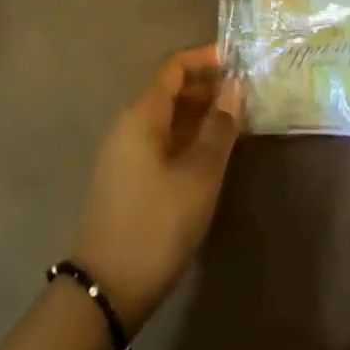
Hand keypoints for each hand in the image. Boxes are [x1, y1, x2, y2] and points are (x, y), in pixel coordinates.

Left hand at [71, 46, 241, 333]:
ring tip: (234, 124)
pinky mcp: (126, 179)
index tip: (236, 61)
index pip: (173, 68)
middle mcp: (129, 125)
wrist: (105, 289)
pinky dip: (186, 138)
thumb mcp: (199, 176)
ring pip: (166, 119)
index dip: (204, 60)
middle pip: (169, 91)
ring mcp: (124, 153)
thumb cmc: (157, 224)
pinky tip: (209, 156)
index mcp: (142, 115)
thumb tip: (234, 88)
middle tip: (243, 96)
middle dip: (206, 88)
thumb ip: (219, 129)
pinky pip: (159, 141)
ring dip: (198, 115)